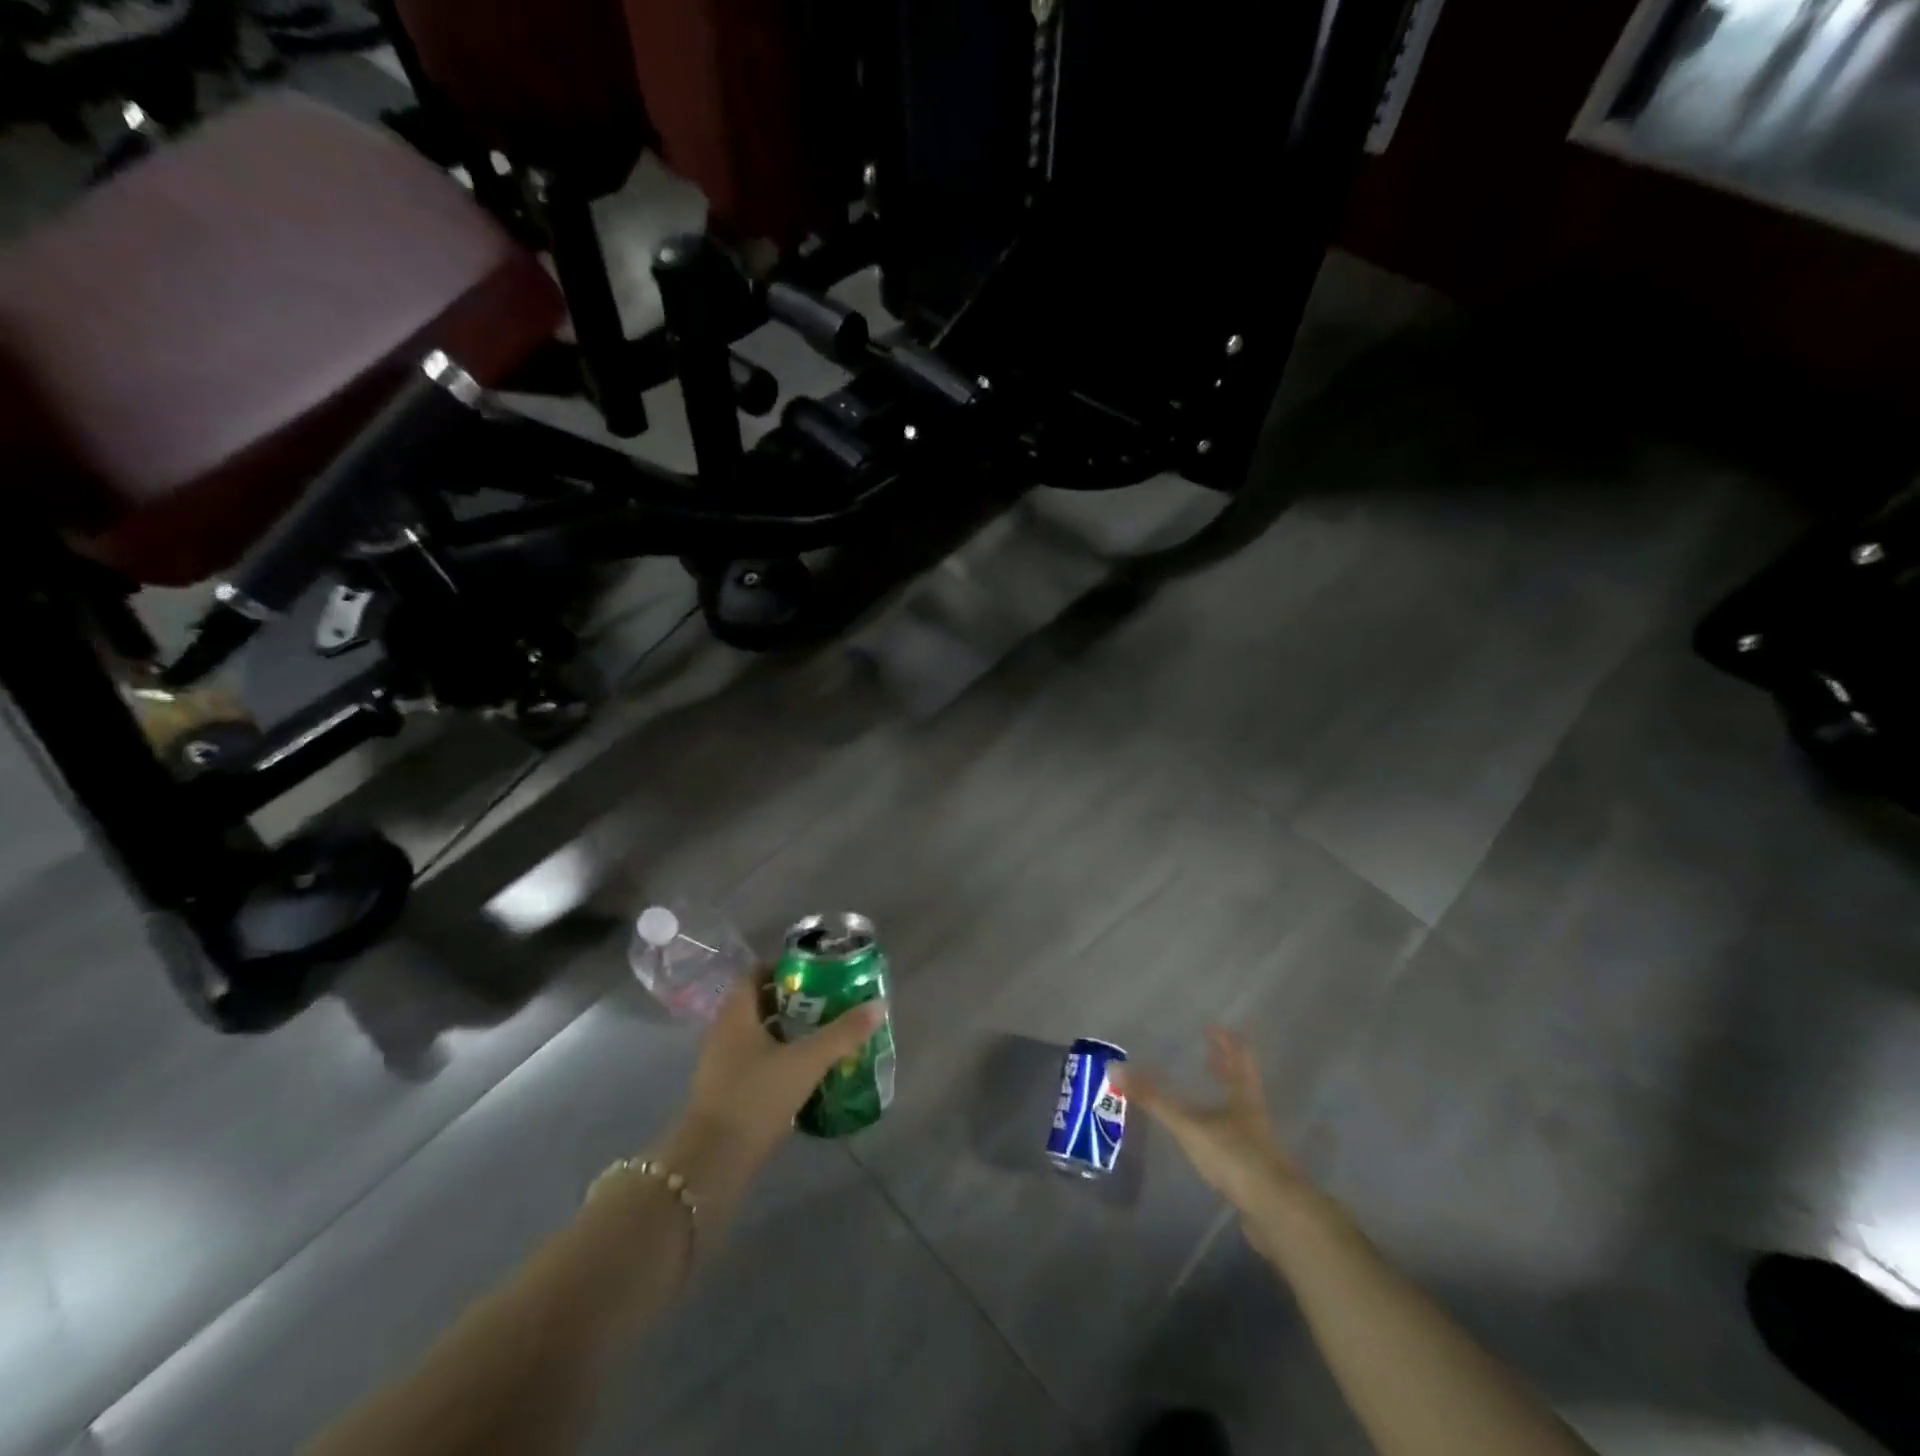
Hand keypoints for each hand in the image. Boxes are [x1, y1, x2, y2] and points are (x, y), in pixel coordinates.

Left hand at [670, 971, 886, 1179]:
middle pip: (759, 1002)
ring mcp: (721, 1063)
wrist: (712, 1162)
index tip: (817, 971)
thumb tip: (879, 1004)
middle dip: (793, 999)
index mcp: (736, 1013)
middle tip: (828, 1000)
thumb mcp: (806, 1061)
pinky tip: (805, 1069)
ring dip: (787, 1030)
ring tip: (823, 1033)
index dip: (785, 967)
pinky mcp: (726, 1091)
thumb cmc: (756, 1097)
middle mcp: (723, 1031)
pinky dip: (779, 1057)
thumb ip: (843, 1033)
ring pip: (758, 1033)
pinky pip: (755, 1060)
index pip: (757, 973)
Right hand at [1112, 1028, 1320, 1245]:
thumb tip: (1116, 1069)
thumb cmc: (1236, 1157)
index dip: (1226, 1040)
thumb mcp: (1190, 1125)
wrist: (1278, 1214)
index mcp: (1244, 1095)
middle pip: (1242, 1082)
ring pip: (1240, 1111)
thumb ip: (1155, 1099)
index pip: (1239, 1056)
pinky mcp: (1255, 1171)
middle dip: (1225, 1067)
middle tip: (1207, 1055)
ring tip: (1203, 1094)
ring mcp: (1258, 1144)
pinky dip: (1221, 1130)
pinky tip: (1207, 1140)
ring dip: (1223, 1098)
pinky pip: (1236, 1140)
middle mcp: (1254, 1114)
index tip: (1211, 1027)